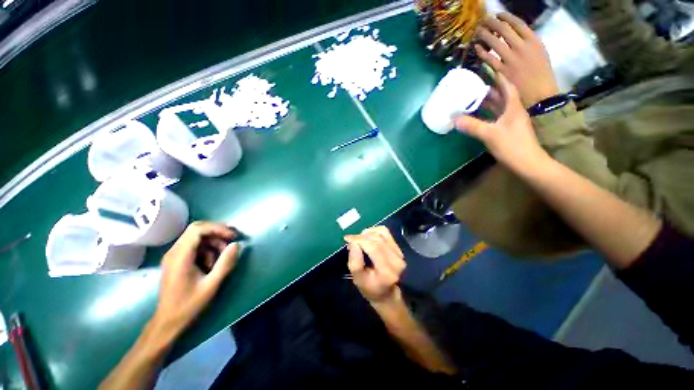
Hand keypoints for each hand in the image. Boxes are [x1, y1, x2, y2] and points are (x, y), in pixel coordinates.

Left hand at [152, 222, 240, 339]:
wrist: (168, 322)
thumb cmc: (189, 305)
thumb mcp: (212, 285)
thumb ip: (225, 263)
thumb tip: (236, 244)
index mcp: (180, 256)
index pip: (198, 230)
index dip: (218, 229)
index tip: (233, 236)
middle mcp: (174, 252)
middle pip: (196, 229)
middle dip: (217, 233)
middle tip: (231, 241)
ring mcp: (174, 256)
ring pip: (196, 237)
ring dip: (213, 243)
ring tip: (221, 257)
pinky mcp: (176, 260)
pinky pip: (194, 246)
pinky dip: (206, 250)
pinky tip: (211, 264)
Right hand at [344, 226, 405, 303]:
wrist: (386, 292)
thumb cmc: (369, 287)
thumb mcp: (357, 279)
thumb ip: (355, 261)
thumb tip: (353, 242)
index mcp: (387, 271)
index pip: (373, 247)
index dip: (359, 239)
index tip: (347, 238)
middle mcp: (396, 260)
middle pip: (377, 239)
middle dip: (361, 236)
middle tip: (351, 240)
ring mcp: (399, 253)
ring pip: (381, 233)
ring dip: (367, 233)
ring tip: (359, 240)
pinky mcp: (398, 248)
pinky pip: (385, 232)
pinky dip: (374, 231)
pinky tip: (368, 237)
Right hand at [454, 72, 549, 173]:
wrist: (527, 163)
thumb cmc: (512, 145)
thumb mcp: (490, 134)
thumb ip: (472, 126)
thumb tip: (455, 119)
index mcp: (513, 107)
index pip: (507, 87)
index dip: (498, 78)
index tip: (488, 70)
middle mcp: (513, 111)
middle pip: (502, 96)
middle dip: (489, 90)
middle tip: (474, 86)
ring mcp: (511, 121)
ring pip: (498, 107)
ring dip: (487, 103)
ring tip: (472, 99)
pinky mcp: (508, 131)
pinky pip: (496, 117)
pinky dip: (487, 114)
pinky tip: (477, 116)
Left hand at [476, 12, 557, 106]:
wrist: (539, 91)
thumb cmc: (541, 72)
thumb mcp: (539, 51)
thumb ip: (527, 42)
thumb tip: (513, 34)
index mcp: (533, 40)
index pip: (517, 23)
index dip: (505, 17)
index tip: (497, 15)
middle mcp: (521, 46)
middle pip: (504, 30)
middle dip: (492, 23)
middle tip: (483, 20)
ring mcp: (511, 59)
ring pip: (495, 42)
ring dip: (485, 35)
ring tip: (478, 30)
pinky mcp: (502, 71)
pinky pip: (489, 59)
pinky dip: (482, 52)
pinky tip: (477, 47)